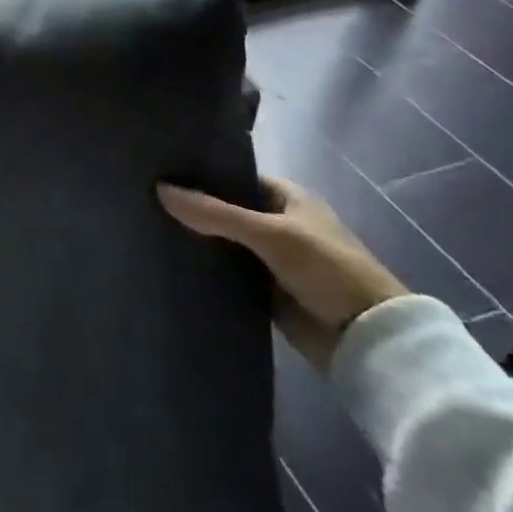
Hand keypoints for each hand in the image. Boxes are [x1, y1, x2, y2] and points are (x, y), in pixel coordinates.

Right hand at [158, 175, 406, 367]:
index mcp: (288, 198)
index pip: (235, 176)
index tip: (162, 171)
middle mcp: (278, 224)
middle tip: (144, 199)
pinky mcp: (265, 291)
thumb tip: (160, 189)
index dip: (203, 174)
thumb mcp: (271, 235)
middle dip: (193, 207)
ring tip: (146, 227)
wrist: (368, 340)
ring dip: (196, 239)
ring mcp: (271, 259)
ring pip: (223, 242)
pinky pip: (227, 273)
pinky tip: (170, 262)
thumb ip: (216, 213)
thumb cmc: (328, 270)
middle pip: (225, 210)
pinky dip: (205, 269)